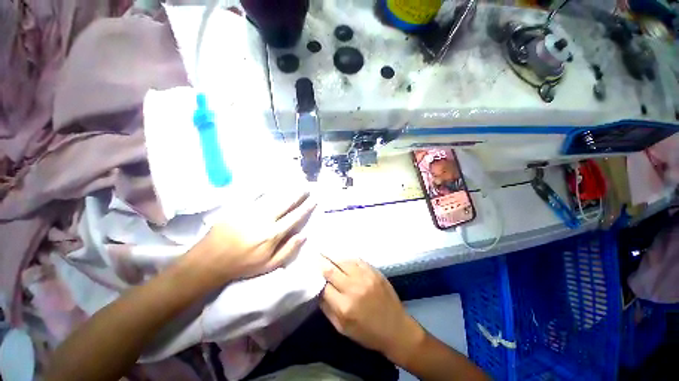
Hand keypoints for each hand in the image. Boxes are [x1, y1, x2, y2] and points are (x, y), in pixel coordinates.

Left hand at [188, 190, 316, 284]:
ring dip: (285, 188)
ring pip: (273, 196)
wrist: (210, 260)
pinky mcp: (238, 207)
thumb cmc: (243, 264)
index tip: (314, 200)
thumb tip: (304, 235)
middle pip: (285, 203)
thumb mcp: (269, 265)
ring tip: (294, 182)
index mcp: (273, 234)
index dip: (306, 207)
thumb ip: (288, 250)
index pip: (295, 217)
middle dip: (298, 193)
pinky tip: (271, 182)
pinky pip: (254, 193)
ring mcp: (250, 211)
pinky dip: (264, 187)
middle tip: (306, 186)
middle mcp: (264, 219)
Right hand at [320, 257, 424, 363]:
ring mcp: (365, 277)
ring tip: (326, 253)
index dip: (316, 277)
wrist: (396, 328)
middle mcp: (353, 288)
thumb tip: (318, 290)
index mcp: (344, 306)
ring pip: (343, 261)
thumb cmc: (367, 333)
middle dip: (321, 262)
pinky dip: (348, 258)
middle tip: (315, 255)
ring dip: (333, 257)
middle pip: (331, 270)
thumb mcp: (342, 328)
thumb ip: (327, 308)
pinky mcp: (374, 272)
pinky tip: (343, 257)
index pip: (323, 286)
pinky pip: (357, 260)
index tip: (311, 270)